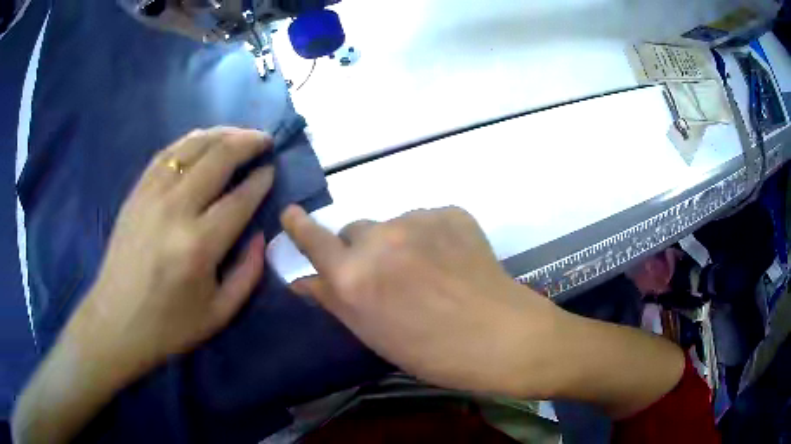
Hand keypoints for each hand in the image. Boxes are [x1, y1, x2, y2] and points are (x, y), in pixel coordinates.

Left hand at [70, 127, 273, 375]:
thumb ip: (248, 273)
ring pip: (192, 146)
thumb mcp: (220, 313)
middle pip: (218, 158)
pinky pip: (166, 153)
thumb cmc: (169, 326)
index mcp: (199, 246)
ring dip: (221, 134)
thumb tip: (260, 234)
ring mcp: (151, 195)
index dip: (261, 180)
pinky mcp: (136, 192)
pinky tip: (202, 140)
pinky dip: (189, 141)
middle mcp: (175, 210)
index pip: (240, 199)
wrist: (116, 322)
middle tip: (265, 140)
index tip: (272, 170)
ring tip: (239, 133)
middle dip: (248, 142)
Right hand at [280, 205, 561, 395]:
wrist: (501, 336)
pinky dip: (431, 237)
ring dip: (398, 243)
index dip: (299, 226)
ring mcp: (417, 220)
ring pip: (392, 225)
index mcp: (353, 277)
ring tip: (429, 272)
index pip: (313, 239)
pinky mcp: (450, 212)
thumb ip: (333, 300)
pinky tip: (452, 261)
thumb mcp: (373, 334)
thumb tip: (302, 281)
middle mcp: (378, 239)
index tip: (291, 213)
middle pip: (354, 230)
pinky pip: (427, 220)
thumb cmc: (432, 352)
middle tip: (387, 276)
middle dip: (361, 249)